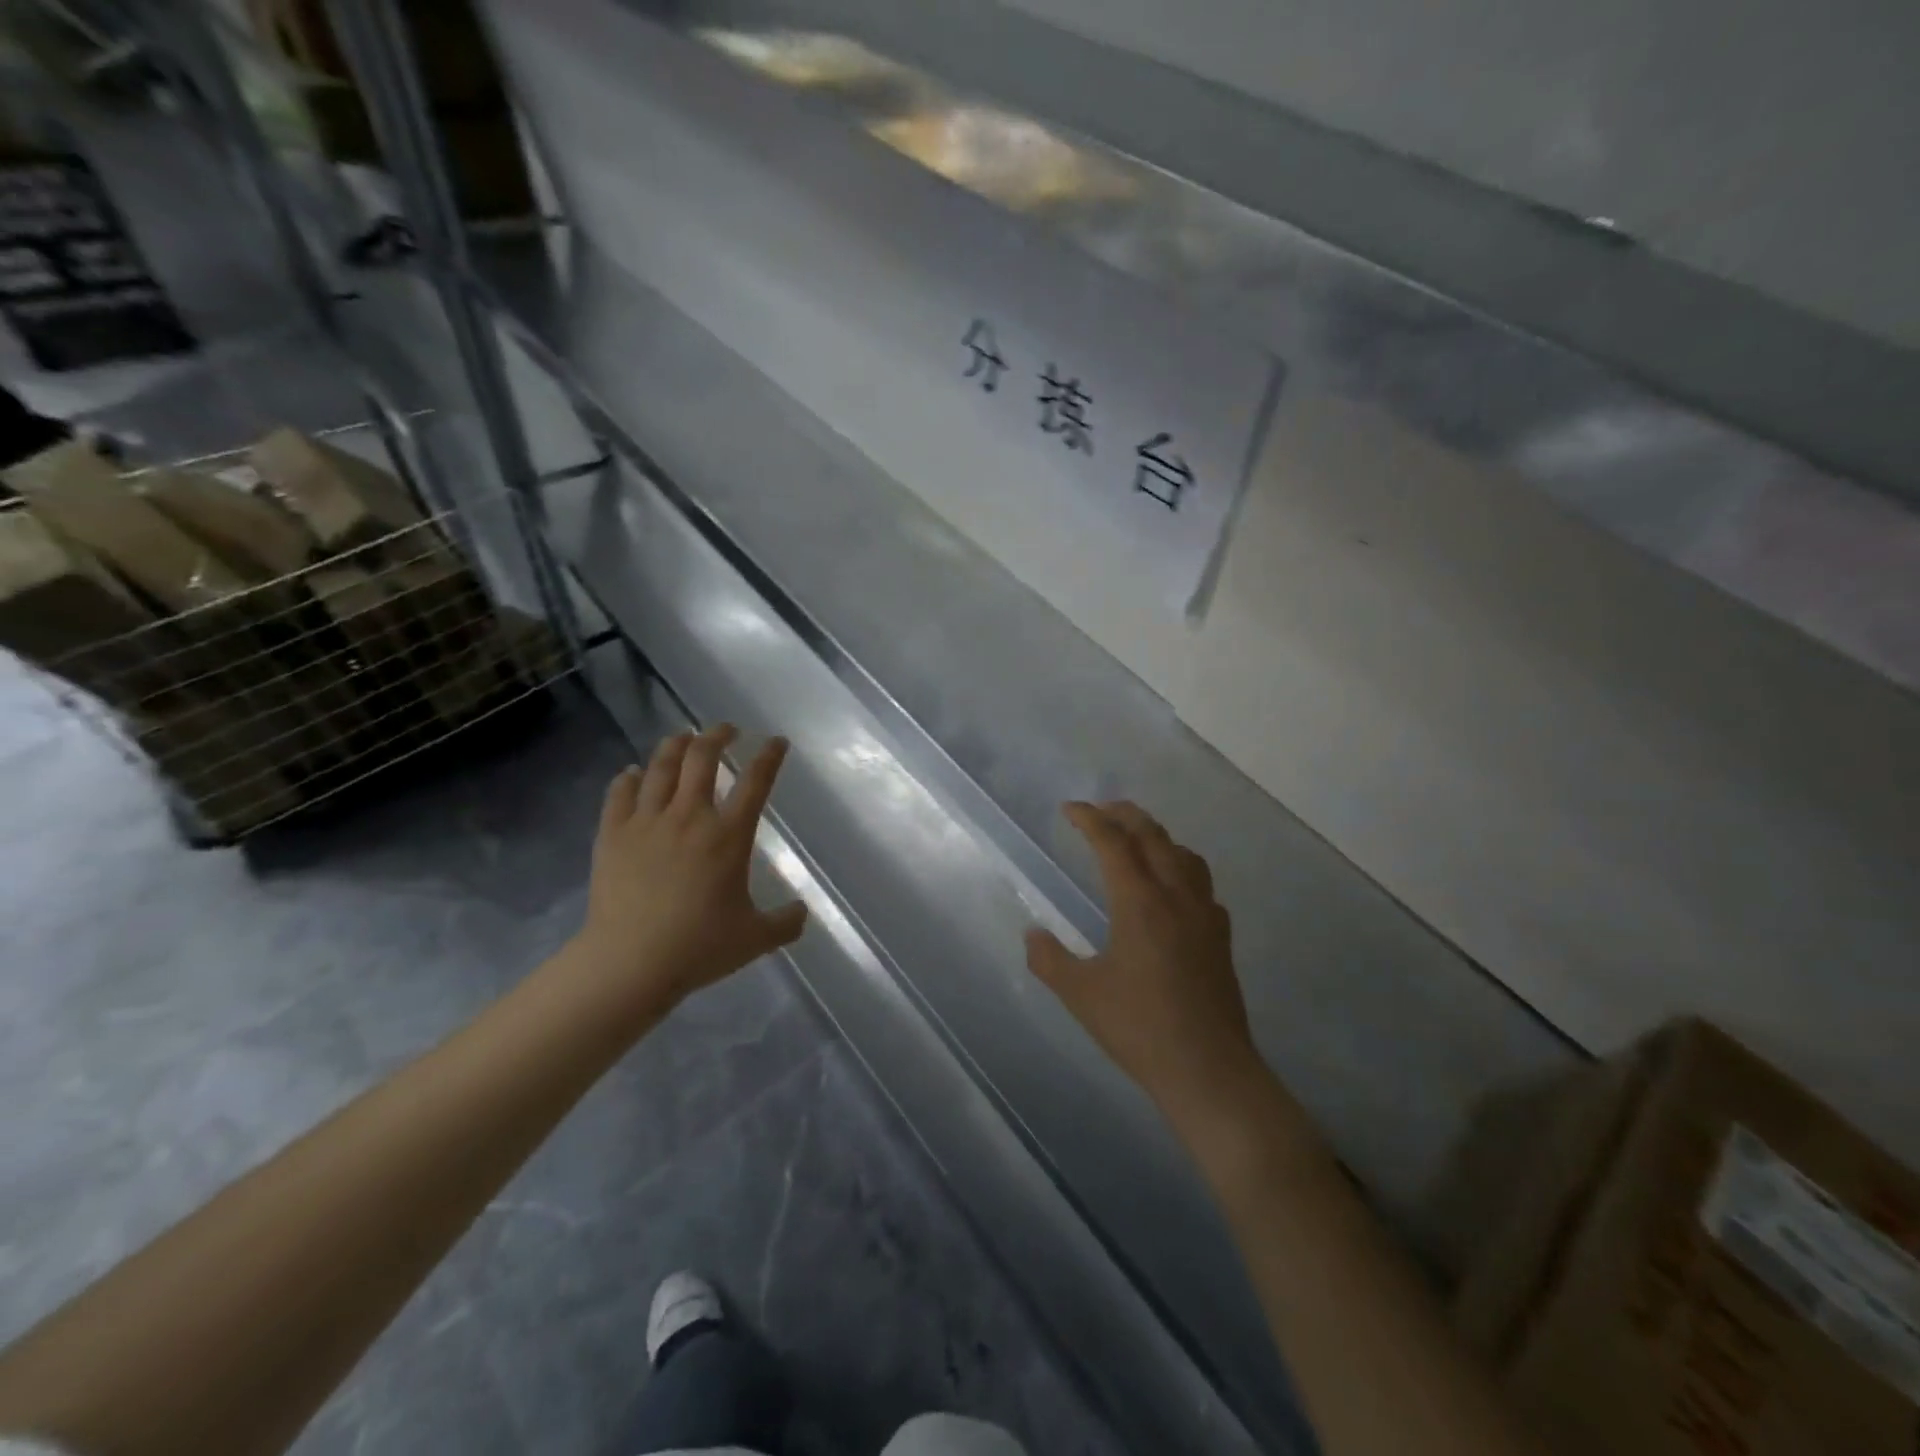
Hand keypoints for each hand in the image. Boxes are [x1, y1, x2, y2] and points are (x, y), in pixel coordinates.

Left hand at [572, 724, 807, 1018]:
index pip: (755, 781)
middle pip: (703, 758)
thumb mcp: (756, 939)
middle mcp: (690, 816)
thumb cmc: (698, 947)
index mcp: (728, 835)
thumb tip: (802, 911)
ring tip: (684, 737)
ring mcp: (647, 822)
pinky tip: (632, 773)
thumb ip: (786, 922)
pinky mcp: (613, 834)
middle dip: (718, 735)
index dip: (769, 756)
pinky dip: (628, 778)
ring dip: (675, 745)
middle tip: (726, 730)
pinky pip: (619, 793)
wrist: (629, 963)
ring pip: (661, 767)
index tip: (776, 742)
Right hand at [1026, 802, 1264, 1127]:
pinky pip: (1202, 884)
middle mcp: (1175, 897)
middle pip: (1153, 837)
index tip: (1069, 809)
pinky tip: (1173, 890)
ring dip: (1158, 837)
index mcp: (1139, 903)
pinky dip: (1182, 869)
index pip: (1113, 843)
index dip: (1090, 819)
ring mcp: (1204, 915)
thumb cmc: (1139, 1028)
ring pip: (1184, 855)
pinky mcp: (1221, 937)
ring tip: (1137, 840)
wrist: (1208, 1069)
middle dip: (1125, 815)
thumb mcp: (1081, 994)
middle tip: (1101, 810)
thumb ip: (1049, 959)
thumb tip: (1032, 934)